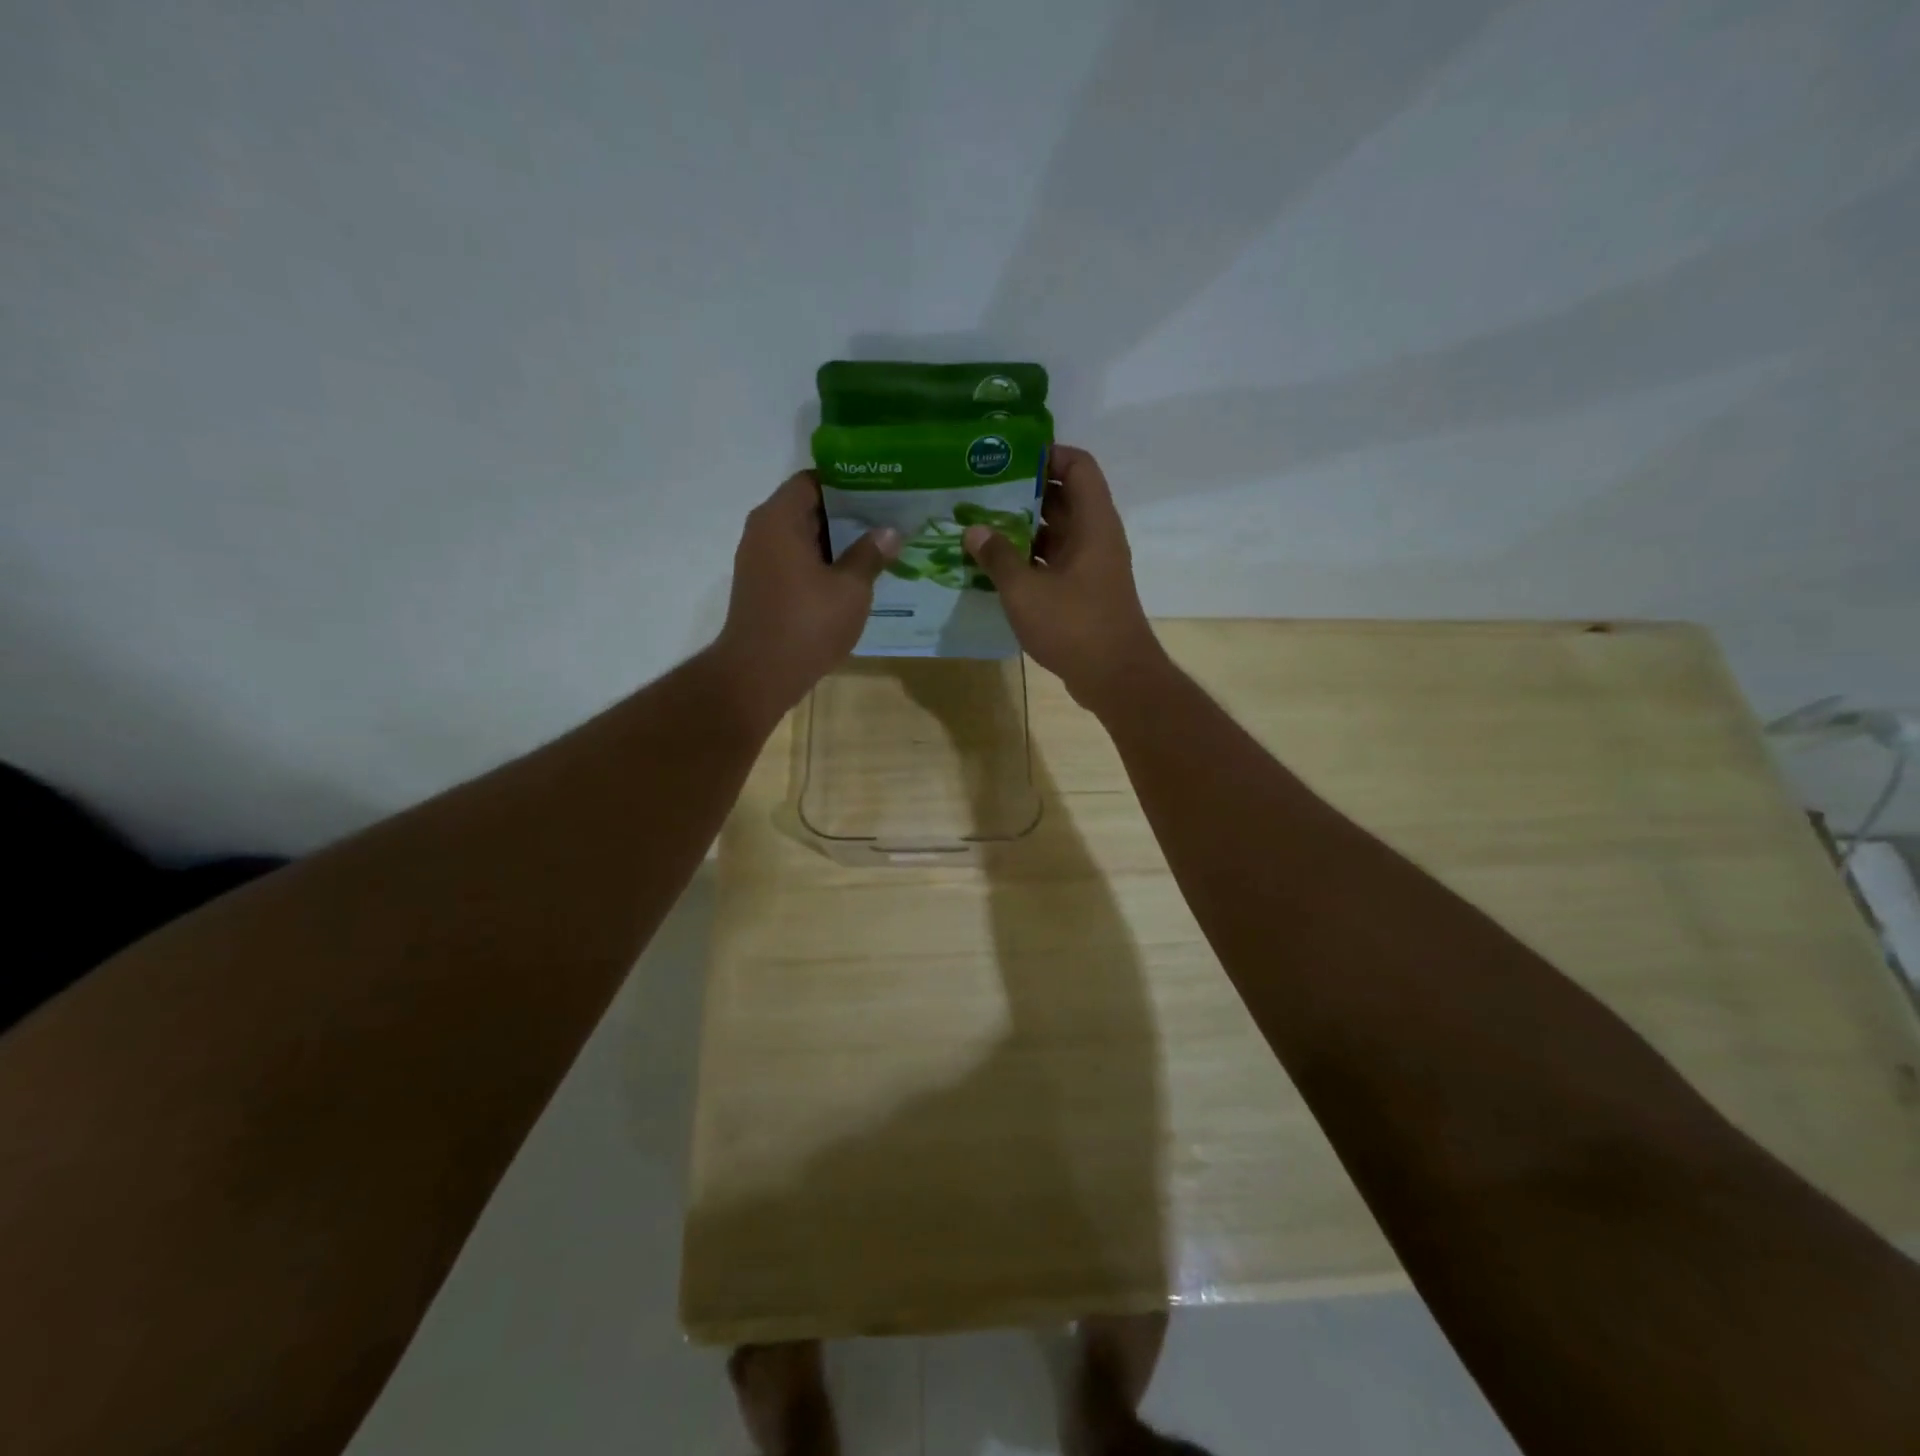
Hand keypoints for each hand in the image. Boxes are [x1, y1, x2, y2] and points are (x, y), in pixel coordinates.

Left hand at [712, 472, 898, 723]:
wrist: (759, 674)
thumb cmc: (807, 624)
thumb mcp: (850, 589)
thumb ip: (870, 555)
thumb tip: (889, 532)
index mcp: (780, 519)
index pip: (814, 480)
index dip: (848, 483)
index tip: (881, 490)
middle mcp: (763, 531)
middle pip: (808, 507)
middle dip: (847, 513)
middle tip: (888, 517)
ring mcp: (758, 561)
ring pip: (802, 537)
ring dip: (836, 542)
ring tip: (877, 546)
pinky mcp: (762, 587)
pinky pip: (795, 561)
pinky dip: (821, 563)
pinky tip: (853, 576)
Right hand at [962, 445, 1165, 712]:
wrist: (1115, 678)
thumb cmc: (1074, 626)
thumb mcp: (1026, 590)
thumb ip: (998, 557)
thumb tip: (974, 530)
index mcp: (1093, 523)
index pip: (1078, 466)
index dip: (1047, 454)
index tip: (1007, 458)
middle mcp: (1096, 537)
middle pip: (1062, 498)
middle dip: (1023, 492)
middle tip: (980, 492)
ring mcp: (1091, 566)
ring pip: (1055, 533)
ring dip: (1021, 529)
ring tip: (979, 527)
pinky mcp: (1083, 591)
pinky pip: (1053, 561)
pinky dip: (1028, 559)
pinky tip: (994, 566)